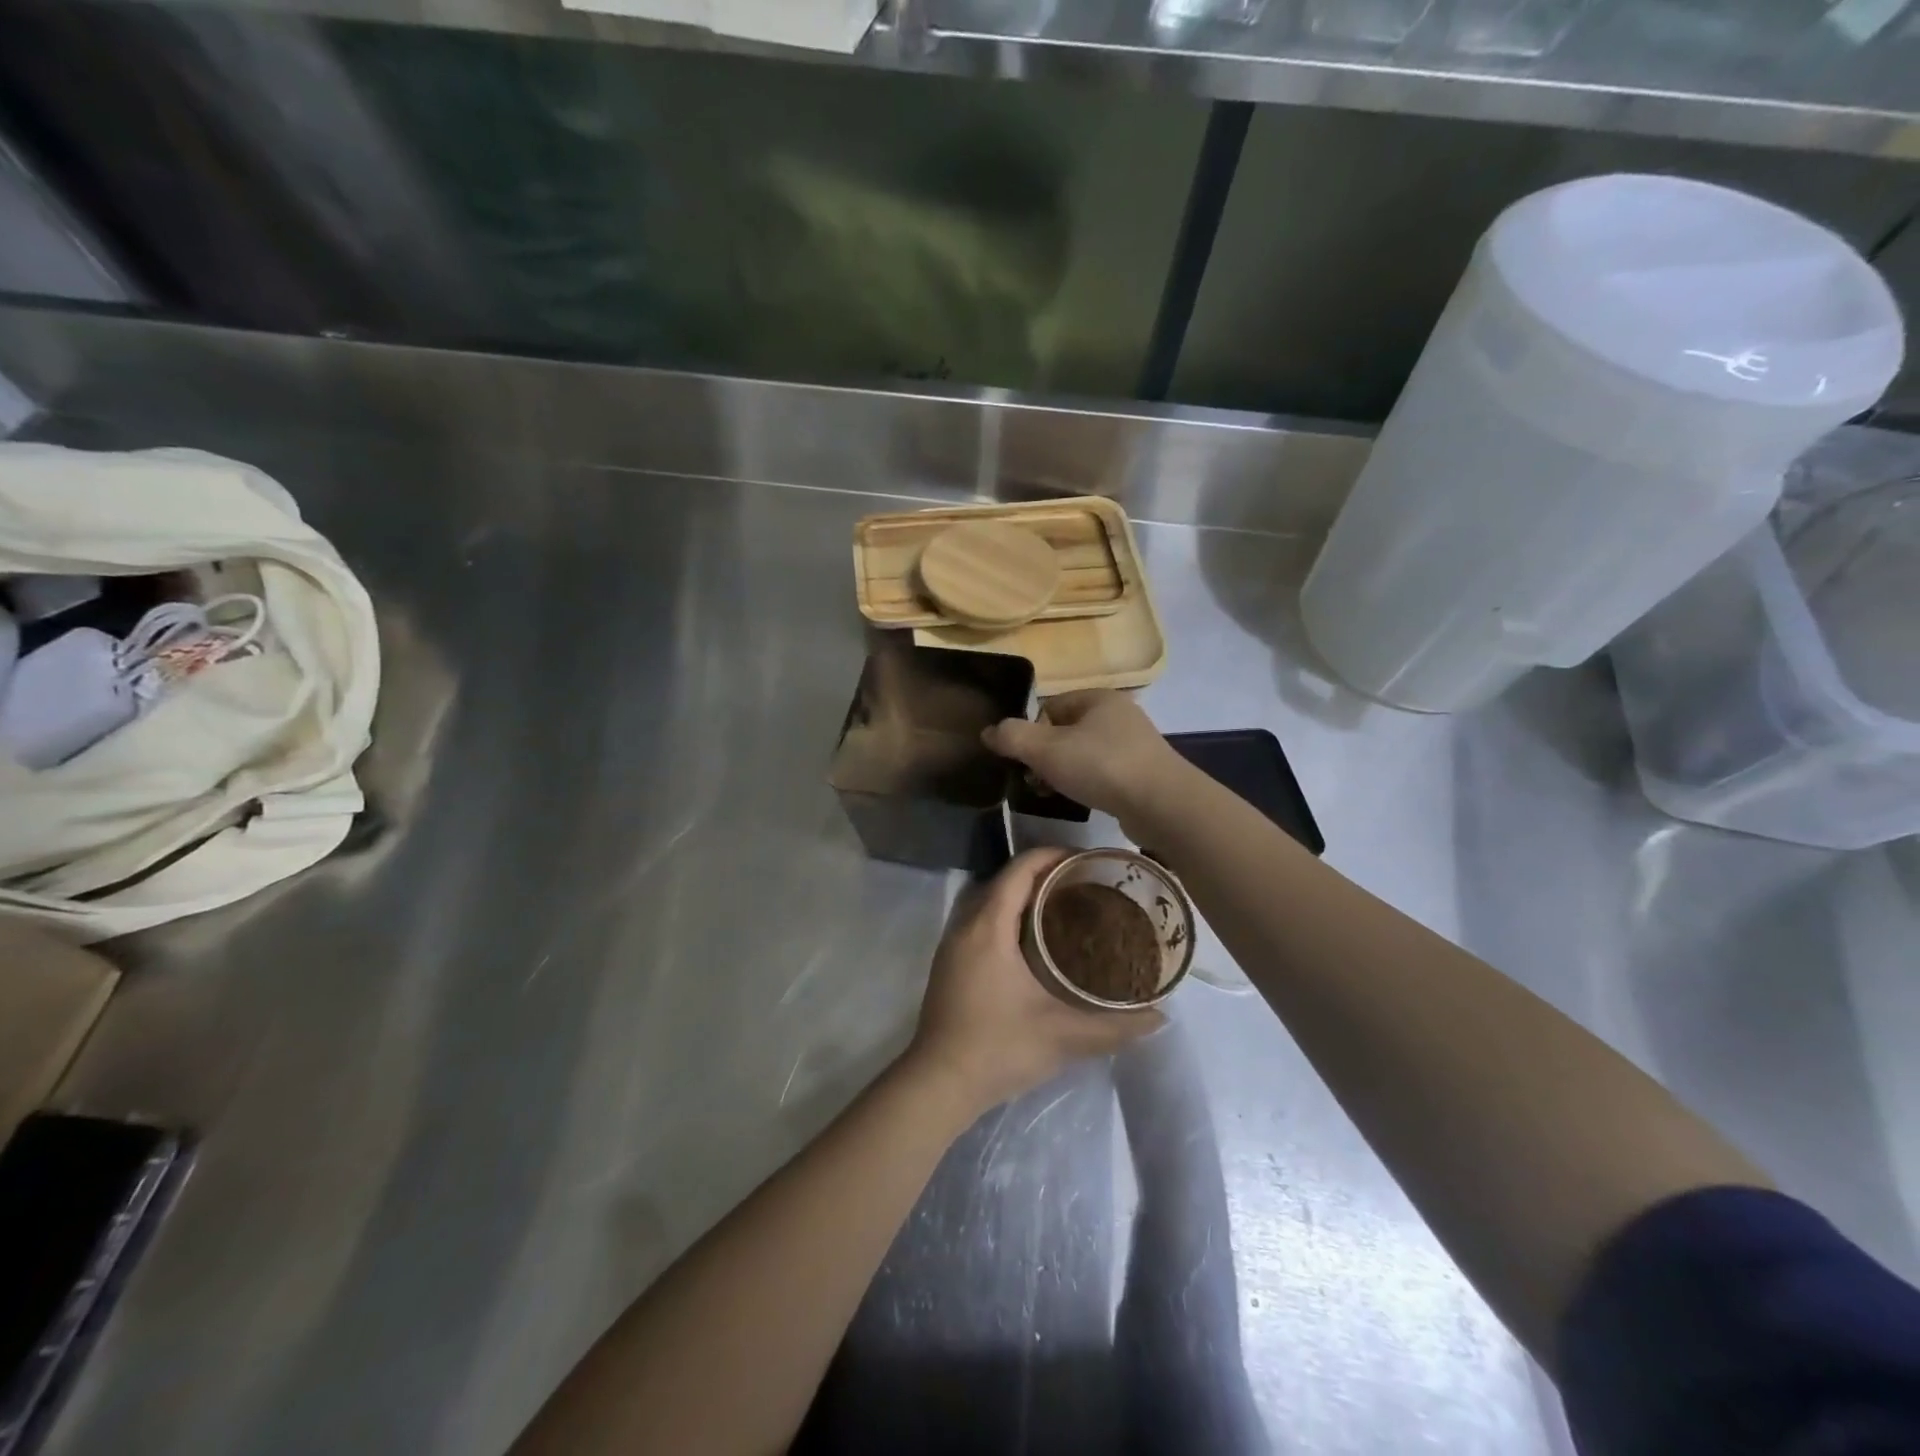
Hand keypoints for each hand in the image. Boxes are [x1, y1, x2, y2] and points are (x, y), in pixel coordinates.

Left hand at [906, 849, 1163, 1114]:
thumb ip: (1114, 1026)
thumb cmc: (998, 1048)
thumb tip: (1160, 1017)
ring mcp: (953, 944)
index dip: (1052, 856)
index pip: (1019, 870)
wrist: (939, 1083)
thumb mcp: (1062, 1036)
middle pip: (1005, 880)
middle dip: (1043, 873)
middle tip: (1085, 884)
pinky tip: (1035, 942)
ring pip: (991, 901)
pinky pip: (982, 920)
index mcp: (989, 927)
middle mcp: (966, 925)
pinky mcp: (950, 963)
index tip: (1087, 861)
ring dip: (1023, 895)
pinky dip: (1008, 915)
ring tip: (1066, 906)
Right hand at [982, 690, 1187, 837]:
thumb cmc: (1101, 767)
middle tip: (1035, 781)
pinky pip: (1104, 772)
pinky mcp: (1144, 771)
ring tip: (1056, 794)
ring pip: (1084, 754)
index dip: (1031, 733)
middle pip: (1065, 732)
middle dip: (1046, 757)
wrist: (1162, 804)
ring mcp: (1135, 743)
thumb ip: (1012, 737)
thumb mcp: (1046, 750)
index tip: (1024, 761)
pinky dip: (1089, 784)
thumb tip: (988, 732)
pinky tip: (1085, 801)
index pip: (1049, 707)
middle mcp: (1119, 714)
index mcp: (1098, 698)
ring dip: (1065, 773)